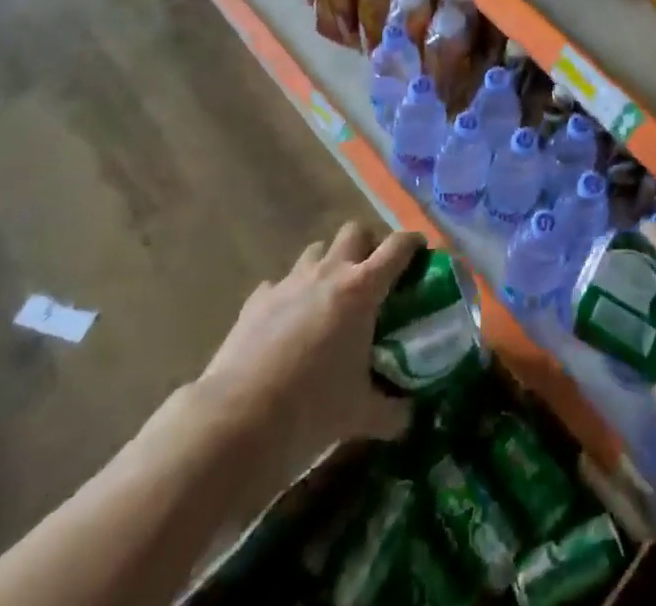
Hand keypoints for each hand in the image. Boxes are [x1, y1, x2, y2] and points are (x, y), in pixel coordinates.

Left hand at [192, 222, 423, 480]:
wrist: (233, 423)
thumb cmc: (309, 411)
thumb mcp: (360, 415)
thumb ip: (390, 410)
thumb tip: (408, 416)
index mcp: (362, 289)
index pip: (398, 246)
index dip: (413, 243)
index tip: (422, 252)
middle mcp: (328, 273)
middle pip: (355, 231)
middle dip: (367, 245)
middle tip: (373, 277)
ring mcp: (289, 283)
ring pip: (316, 251)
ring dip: (328, 265)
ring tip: (330, 299)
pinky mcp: (256, 300)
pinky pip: (279, 284)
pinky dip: (289, 295)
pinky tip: (287, 325)